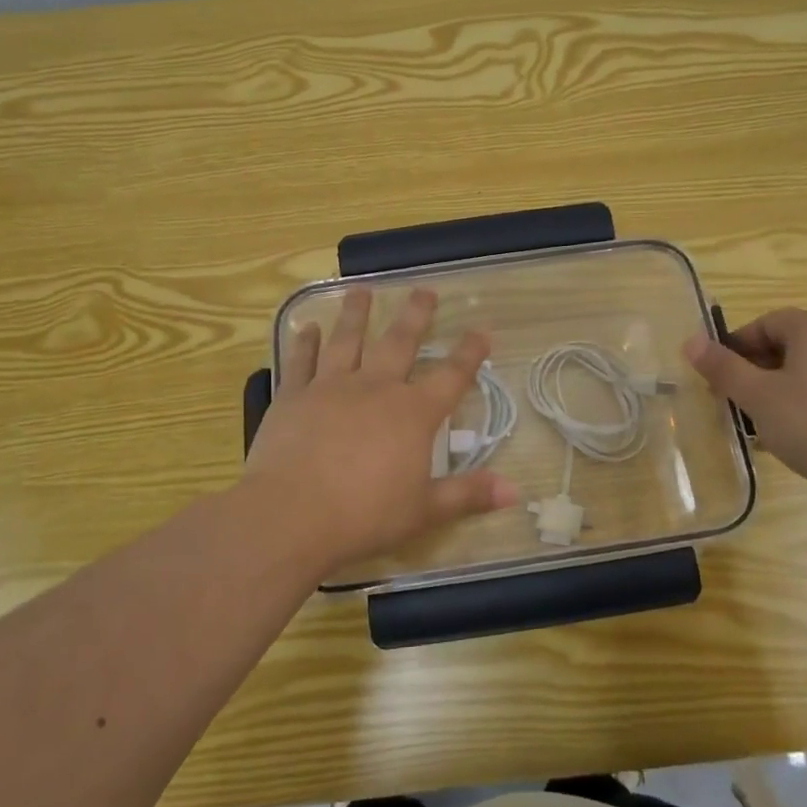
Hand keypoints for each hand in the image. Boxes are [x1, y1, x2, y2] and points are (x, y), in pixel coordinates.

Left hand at [243, 286, 518, 573]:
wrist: (291, 514)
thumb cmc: (364, 516)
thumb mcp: (424, 511)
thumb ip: (468, 494)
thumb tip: (515, 491)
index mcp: (412, 414)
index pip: (451, 376)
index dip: (469, 353)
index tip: (482, 331)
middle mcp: (375, 388)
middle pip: (400, 342)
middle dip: (415, 315)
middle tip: (424, 290)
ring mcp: (331, 387)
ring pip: (347, 340)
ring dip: (356, 314)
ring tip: (362, 290)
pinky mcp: (294, 396)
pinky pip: (301, 361)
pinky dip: (305, 343)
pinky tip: (307, 327)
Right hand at [685, 307, 806, 502]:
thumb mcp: (758, 397)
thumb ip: (722, 367)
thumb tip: (690, 340)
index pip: (762, 323)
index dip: (734, 349)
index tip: (717, 381)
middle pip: (784, 345)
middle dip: (753, 372)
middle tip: (733, 404)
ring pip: (804, 370)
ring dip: (775, 391)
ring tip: (759, 425)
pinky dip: (803, 404)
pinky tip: (793, 437)